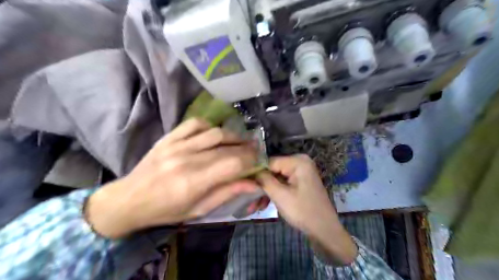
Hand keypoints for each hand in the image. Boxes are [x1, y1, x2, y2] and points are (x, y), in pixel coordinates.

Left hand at [86, 118, 260, 238]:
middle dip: (246, 148)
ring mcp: (177, 145)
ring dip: (232, 136)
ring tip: (240, 142)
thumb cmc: (166, 210)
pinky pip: (195, 123)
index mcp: (194, 182)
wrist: (129, 199)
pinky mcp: (169, 137)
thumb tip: (253, 184)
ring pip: (214, 132)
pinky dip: (210, 126)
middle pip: (226, 147)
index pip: (233, 164)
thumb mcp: (199, 210)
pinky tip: (215, 134)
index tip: (259, 160)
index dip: (251, 160)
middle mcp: (187, 159)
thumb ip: (227, 193)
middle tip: (255, 150)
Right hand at [257, 155, 358, 264]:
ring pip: (276, 178)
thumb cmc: (303, 211)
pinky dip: (274, 193)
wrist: (325, 231)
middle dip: (261, 186)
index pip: (269, 162)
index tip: (243, 185)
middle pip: (272, 170)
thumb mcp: (280, 195)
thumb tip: (251, 171)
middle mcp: (300, 162)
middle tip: (248, 200)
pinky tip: (264, 205)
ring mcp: (301, 172)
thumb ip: (264, 180)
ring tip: (254, 207)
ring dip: (266, 191)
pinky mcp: (300, 182)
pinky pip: (283, 184)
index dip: (256, 173)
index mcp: (298, 161)